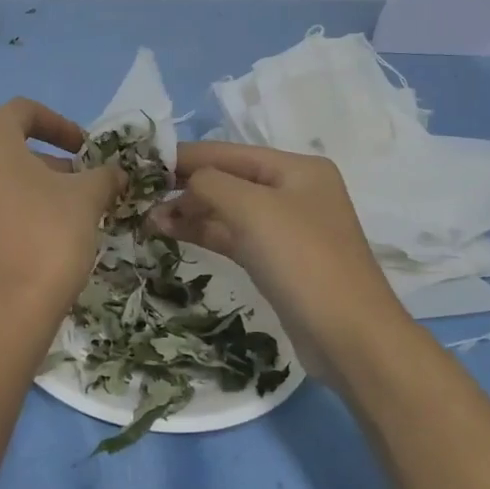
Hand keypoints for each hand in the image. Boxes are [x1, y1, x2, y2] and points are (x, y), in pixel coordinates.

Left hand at [0, 98, 122, 324]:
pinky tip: (47, 238)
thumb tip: (115, 174)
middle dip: (52, 161)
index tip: (86, 148)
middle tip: (85, 184)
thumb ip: (104, 176)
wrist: (5, 311)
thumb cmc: (47, 236)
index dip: (59, 123)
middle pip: (10, 147)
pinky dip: (17, 210)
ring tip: (72, 213)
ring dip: (37, 187)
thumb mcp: (87, 198)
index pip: (22, 110)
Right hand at [148, 142, 407, 381]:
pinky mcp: (277, 261)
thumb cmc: (302, 260)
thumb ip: (209, 184)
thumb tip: (181, 187)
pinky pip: (233, 236)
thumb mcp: (253, 209)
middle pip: (228, 179)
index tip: (141, 163)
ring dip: (190, 212)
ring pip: (228, 210)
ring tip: (148, 220)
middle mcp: (294, 192)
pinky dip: (204, 233)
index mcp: (297, 168)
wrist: (349, 336)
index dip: (185, 156)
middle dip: (185, 186)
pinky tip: (172, 234)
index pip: (229, 152)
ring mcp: (287, 228)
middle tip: (140, 196)